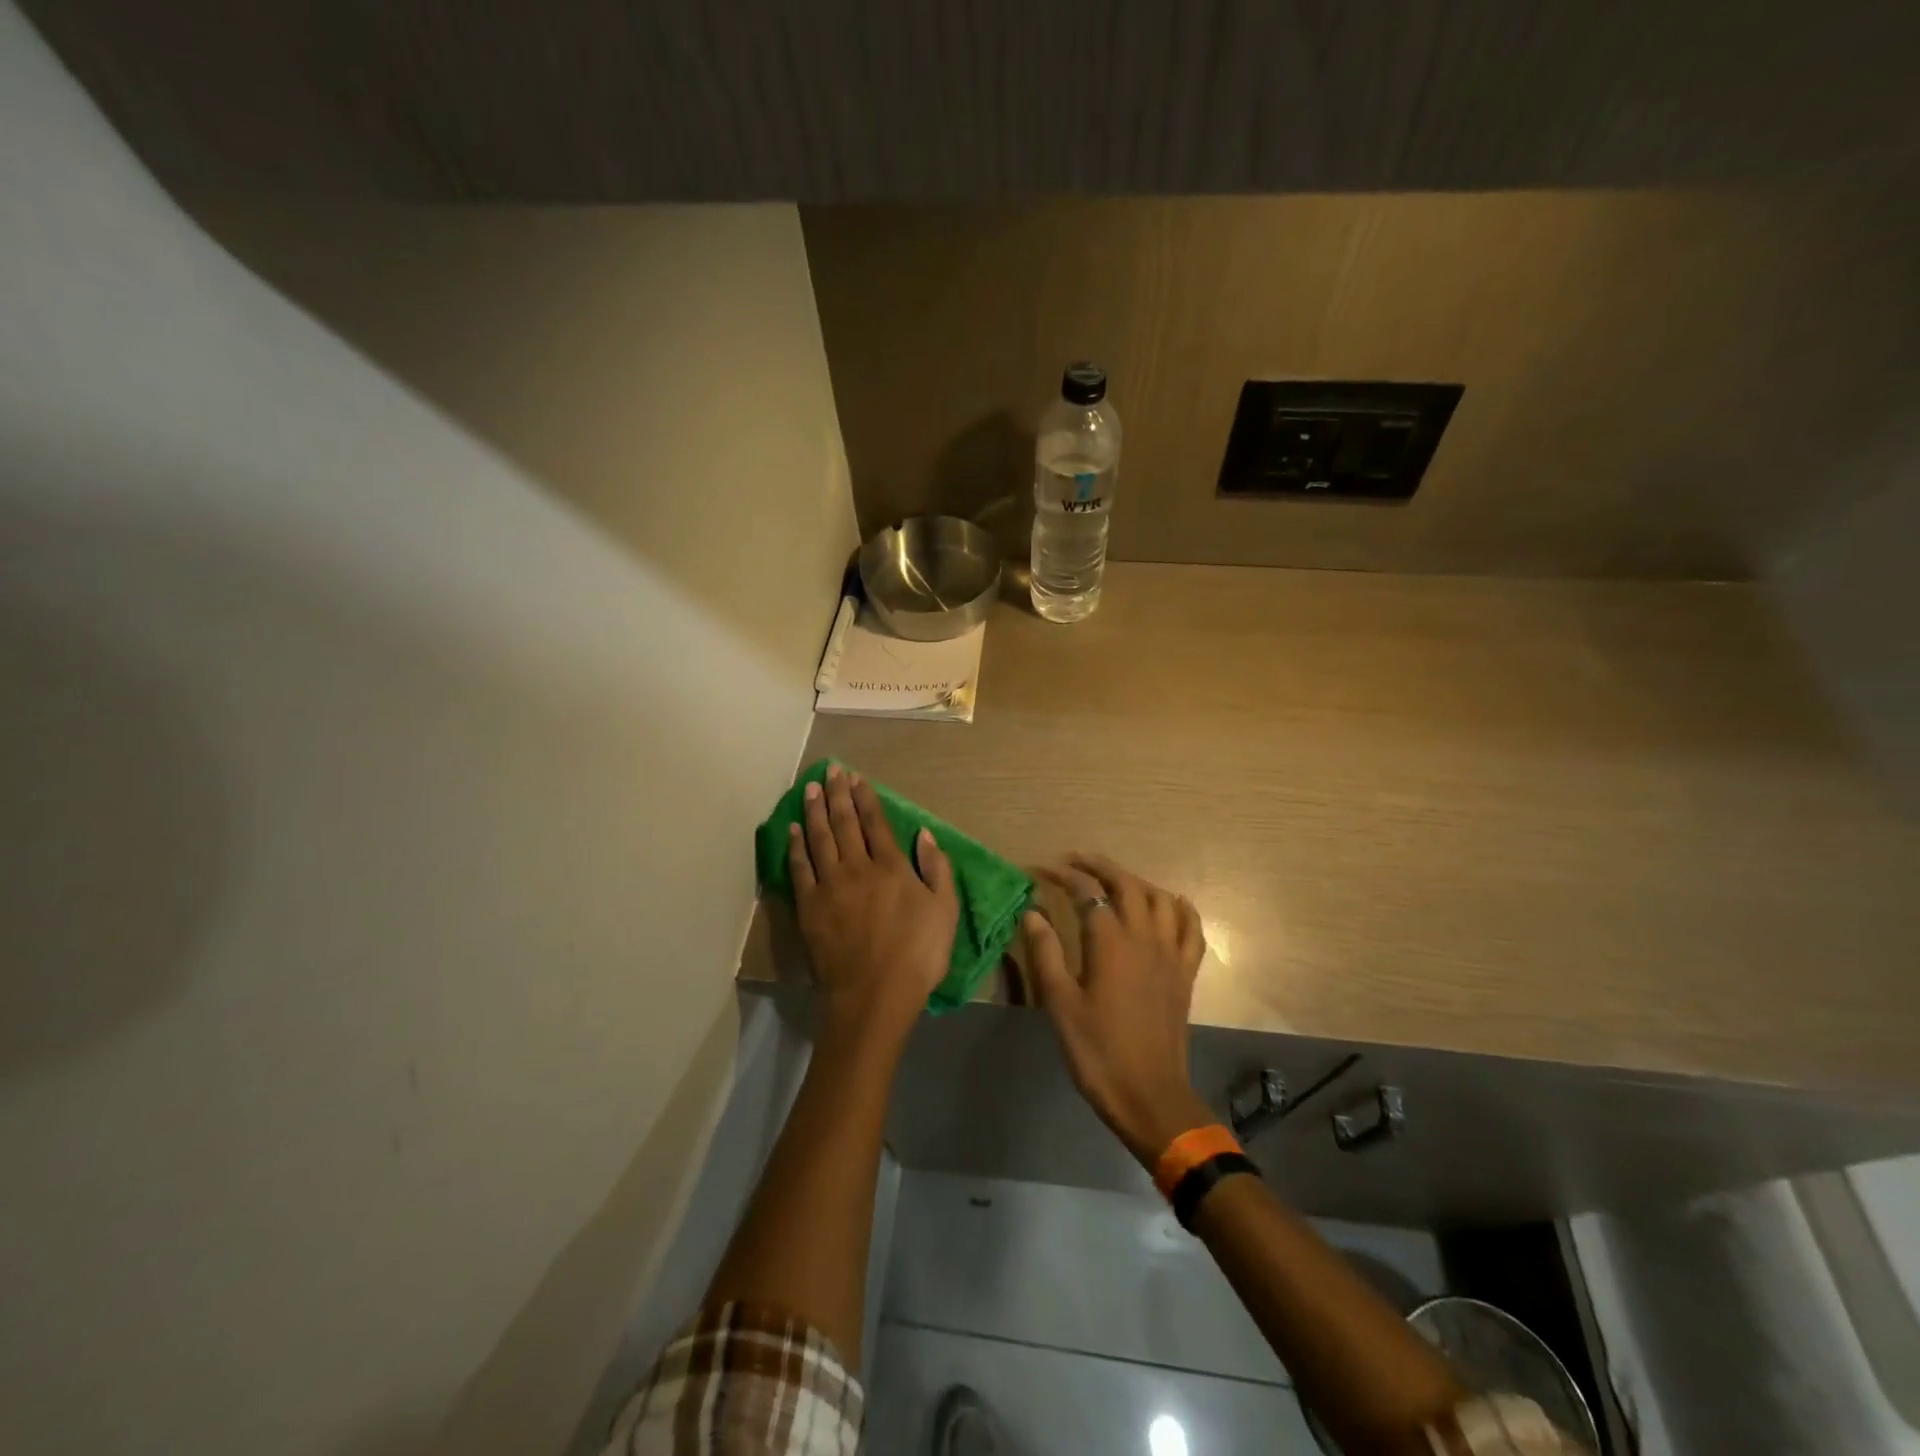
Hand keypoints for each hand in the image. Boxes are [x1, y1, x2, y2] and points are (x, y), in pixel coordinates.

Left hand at [789, 765, 959, 1044]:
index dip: (865, 798)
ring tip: (811, 787)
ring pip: (819, 837)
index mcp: (891, 866)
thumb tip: (925, 834)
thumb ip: (937, 868)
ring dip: (815, 810)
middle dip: (838, 793)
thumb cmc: (918, 954)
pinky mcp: (809, 906)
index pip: (875, 822)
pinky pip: (800, 867)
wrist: (874, 994)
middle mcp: (857, 867)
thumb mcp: (945, 911)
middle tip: (831, 770)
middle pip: (844, 822)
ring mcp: (829, 885)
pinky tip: (794, 828)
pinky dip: (796, 845)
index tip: (857, 777)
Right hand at [1022, 854, 1212, 1166]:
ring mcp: (1170, 953)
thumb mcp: (1060, 1003)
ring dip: (1136, 881)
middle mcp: (1144, 937)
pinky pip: (1191, 928)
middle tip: (1075, 861)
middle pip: (1127, 884)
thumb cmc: (1097, 1050)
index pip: (1086, 893)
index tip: (1040, 871)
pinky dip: (1180, 908)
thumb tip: (1032, 913)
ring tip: (1114, 880)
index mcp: (1110, 943)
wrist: (1149, 1094)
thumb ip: (1046, 953)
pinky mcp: (1186, 972)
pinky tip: (1170, 903)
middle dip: (1099, 866)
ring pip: (1159, 898)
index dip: (1062, 877)